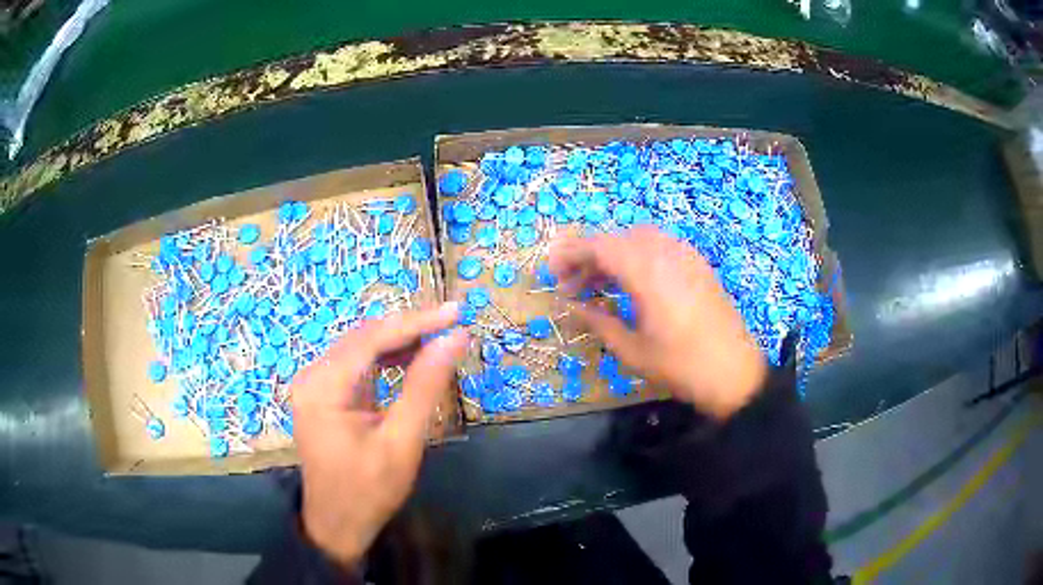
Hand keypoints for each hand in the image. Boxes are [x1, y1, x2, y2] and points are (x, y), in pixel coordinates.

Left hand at [291, 303, 467, 567]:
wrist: (338, 524)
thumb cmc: (369, 491)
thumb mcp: (402, 442)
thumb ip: (425, 386)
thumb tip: (454, 339)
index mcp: (323, 386)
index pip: (372, 337)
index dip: (416, 321)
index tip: (455, 312)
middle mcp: (312, 376)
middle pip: (364, 337)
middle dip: (409, 328)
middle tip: (452, 322)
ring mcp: (315, 384)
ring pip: (361, 347)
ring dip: (399, 341)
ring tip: (438, 339)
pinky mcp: (324, 394)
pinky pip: (357, 365)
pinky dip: (386, 359)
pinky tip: (410, 359)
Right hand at [549, 227, 765, 419]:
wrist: (735, 374)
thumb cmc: (681, 366)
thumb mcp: (633, 351)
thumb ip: (599, 323)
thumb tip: (573, 307)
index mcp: (647, 272)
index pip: (600, 246)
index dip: (571, 255)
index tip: (553, 273)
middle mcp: (666, 253)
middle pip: (618, 239)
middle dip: (590, 256)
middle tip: (573, 285)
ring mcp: (686, 256)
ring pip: (639, 239)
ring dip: (614, 254)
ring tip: (600, 284)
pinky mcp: (699, 265)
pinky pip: (661, 246)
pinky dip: (639, 255)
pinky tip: (634, 282)